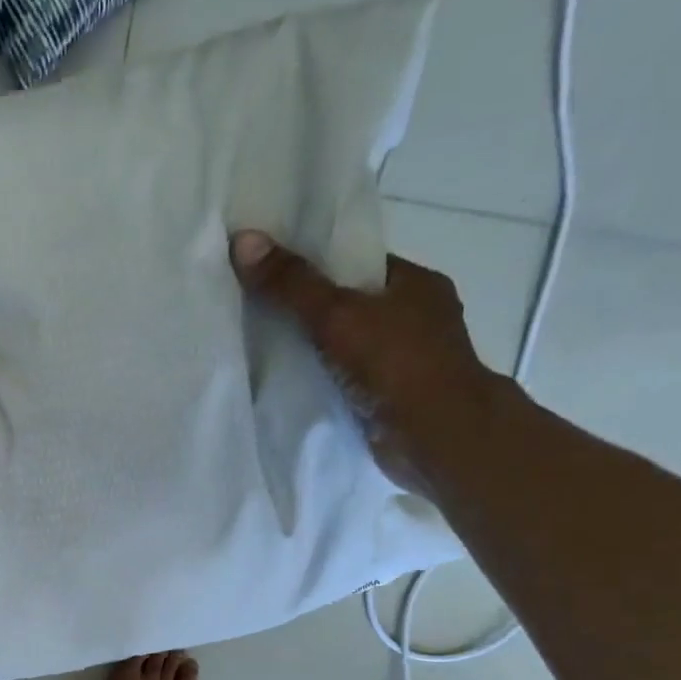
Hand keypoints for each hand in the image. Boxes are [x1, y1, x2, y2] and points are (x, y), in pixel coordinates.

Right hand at [230, 231, 503, 497]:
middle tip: (255, 310)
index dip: (314, 264)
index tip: (271, 271)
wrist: (438, 439)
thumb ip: (291, 283)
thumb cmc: (397, 364)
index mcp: (416, 284)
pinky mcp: (393, 399)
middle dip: (308, 310)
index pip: (357, 263)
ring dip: (314, 350)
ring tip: (261, 347)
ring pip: (348, 345)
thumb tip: (242, 240)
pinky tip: (287, 383)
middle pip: (350, 305)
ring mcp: (407, 362)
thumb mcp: (337, 314)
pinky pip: (348, 380)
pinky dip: (323, 381)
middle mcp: (416, 318)